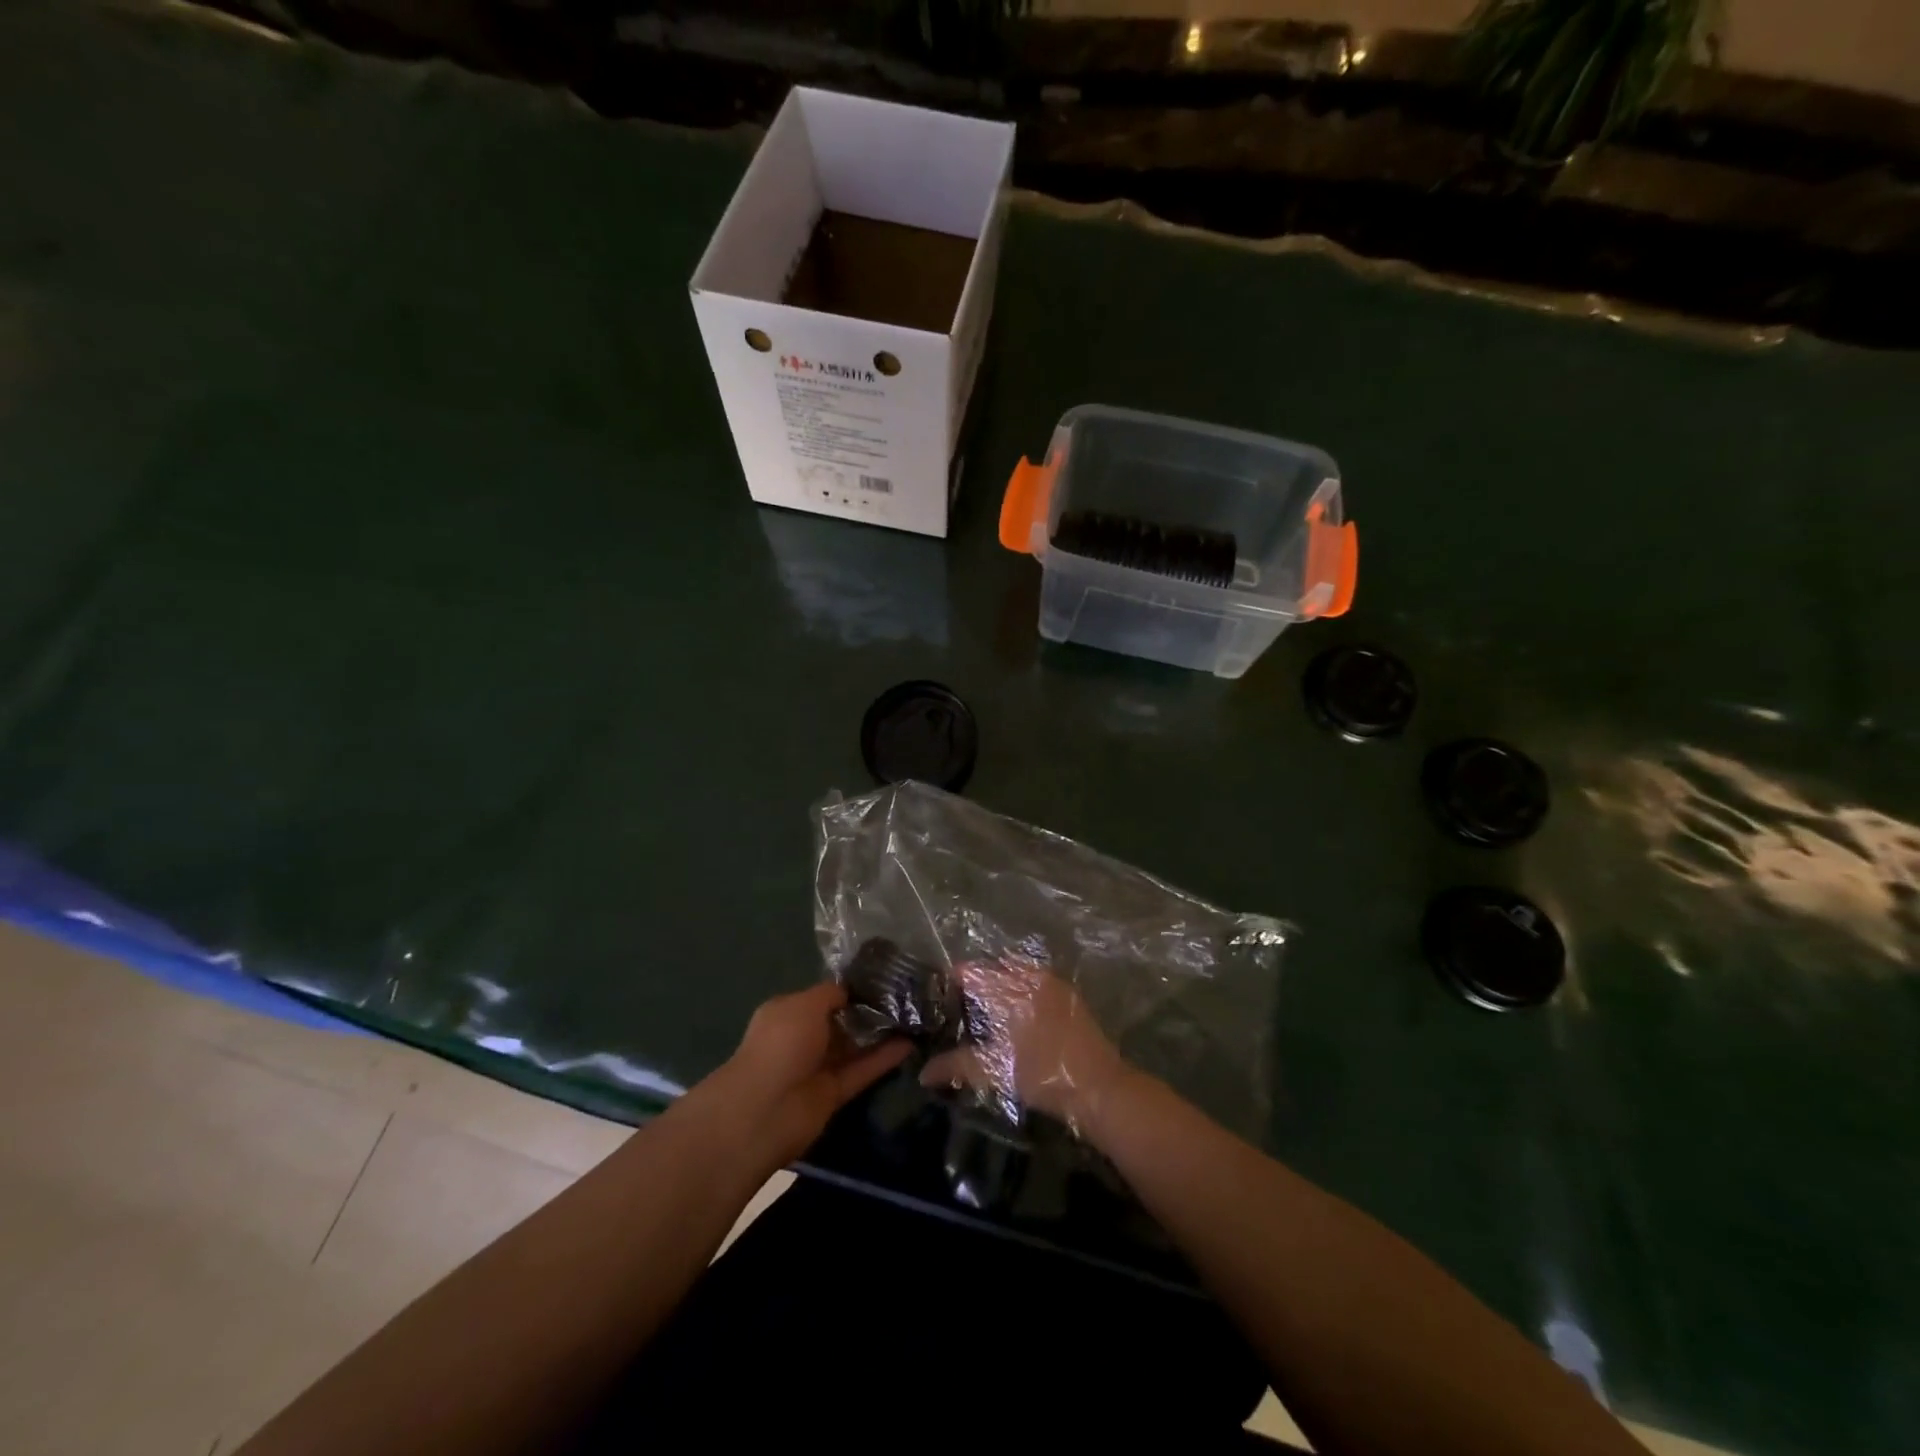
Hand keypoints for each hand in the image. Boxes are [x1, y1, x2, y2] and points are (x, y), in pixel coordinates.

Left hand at [712, 983, 909, 1169]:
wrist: (766, 1109)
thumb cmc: (782, 1043)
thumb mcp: (805, 1004)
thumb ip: (831, 994)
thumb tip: (850, 991)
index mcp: (788, 1013)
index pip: (824, 997)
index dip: (850, 989)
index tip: (882, 979)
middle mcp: (802, 1039)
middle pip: (841, 1022)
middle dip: (868, 1010)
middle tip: (906, 996)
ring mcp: (818, 1067)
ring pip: (854, 1047)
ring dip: (881, 1035)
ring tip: (914, 1017)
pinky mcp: (834, 1093)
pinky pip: (862, 1070)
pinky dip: (884, 1059)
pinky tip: (910, 1043)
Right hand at [919, 960, 1127, 1132]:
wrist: (1100, 1086)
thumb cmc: (1044, 1074)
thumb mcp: (996, 1070)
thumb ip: (958, 1066)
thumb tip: (923, 1074)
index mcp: (1011, 988)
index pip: (973, 971)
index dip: (954, 979)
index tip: (941, 994)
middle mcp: (1031, 976)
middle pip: (995, 966)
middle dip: (978, 979)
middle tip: (962, 1002)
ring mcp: (1054, 983)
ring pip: (1018, 971)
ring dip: (1002, 982)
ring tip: (987, 1008)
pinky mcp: (1070, 996)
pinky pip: (1037, 980)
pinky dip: (1022, 988)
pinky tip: (1017, 1014)